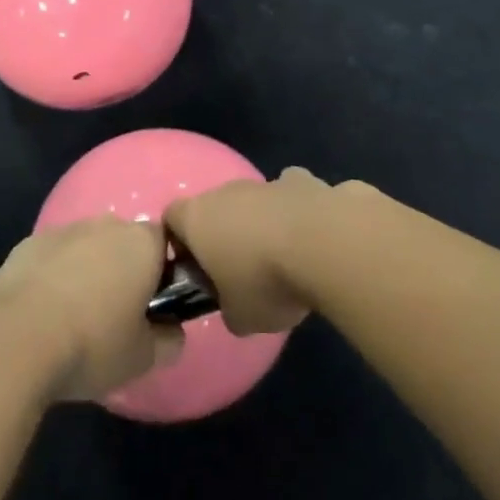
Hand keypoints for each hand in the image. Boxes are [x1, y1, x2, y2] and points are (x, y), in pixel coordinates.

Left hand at [0, 217, 183, 402]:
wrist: (14, 339)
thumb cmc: (92, 344)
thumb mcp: (143, 358)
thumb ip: (169, 340)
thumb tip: (171, 330)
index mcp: (142, 243)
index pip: (166, 242)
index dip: (163, 270)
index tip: (153, 304)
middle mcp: (106, 225)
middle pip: (124, 240)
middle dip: (123, 268)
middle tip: (116, 312)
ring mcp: (64, 230)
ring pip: (87, 246)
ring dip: (87, 269)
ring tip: (75, 315)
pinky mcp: (28, 243)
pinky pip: (53, 256)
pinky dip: (54, 274)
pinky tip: (43, 310)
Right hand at [165, 168, 368, 335]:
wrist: (327, 244)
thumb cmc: (266, 281)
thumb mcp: (240, 318)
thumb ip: (229, 309)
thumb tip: (236, 306)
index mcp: (198, 217)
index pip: (172, 218)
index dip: (181, 243)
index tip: (198, 271)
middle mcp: (229, 191)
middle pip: (218, 207)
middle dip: (229, 234)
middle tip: (245, 272)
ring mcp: (270, 181)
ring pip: (260, 199)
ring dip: (268, 222)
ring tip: (289, 258)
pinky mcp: (309, 181)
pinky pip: (299, 198)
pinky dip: (306, 215)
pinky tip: (322, 242)